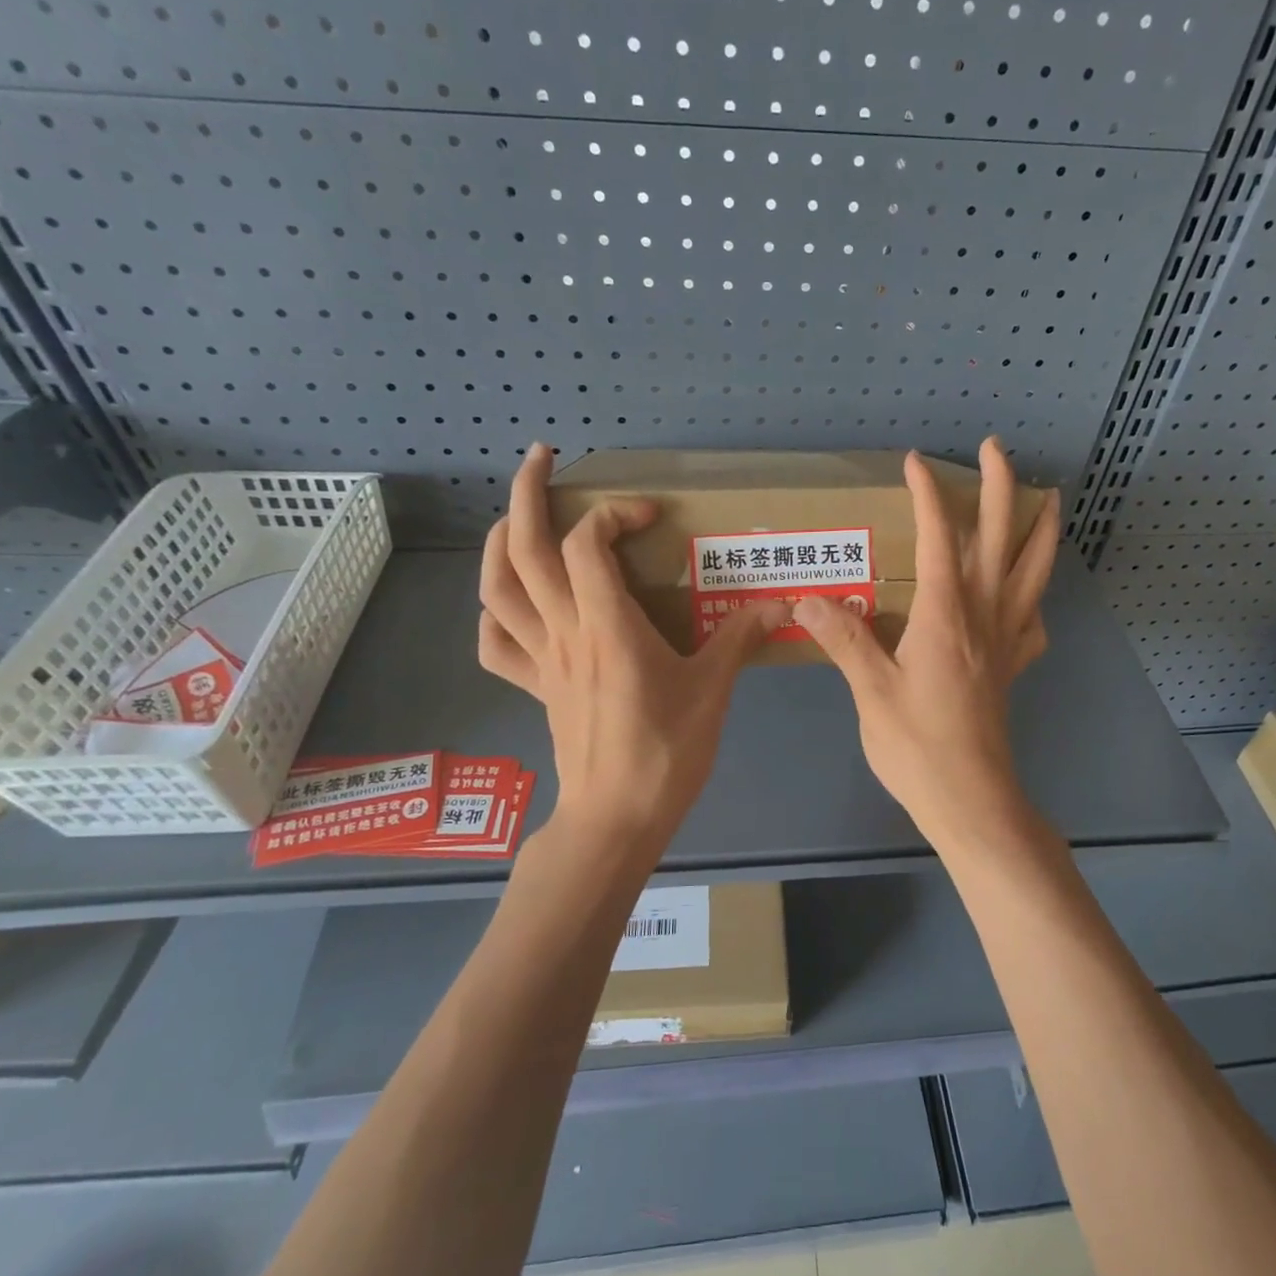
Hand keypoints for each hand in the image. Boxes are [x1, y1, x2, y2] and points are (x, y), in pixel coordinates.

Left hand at [477, 444, 789, 853]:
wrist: (616, 818)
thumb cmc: (666, 752)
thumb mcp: (713, 691)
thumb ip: (740, 639)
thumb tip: (781, 604)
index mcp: (607, 626)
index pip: (587, 543)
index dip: (613, 512)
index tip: (649, 515)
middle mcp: (564, 632)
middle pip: (522, 548)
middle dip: (526, 492)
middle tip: (542, 458)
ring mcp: (542, 659)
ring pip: (496, 588)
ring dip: (498, 540)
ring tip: (516, 515)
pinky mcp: (535, 685)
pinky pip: (496, 643)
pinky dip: (494, 613)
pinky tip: (514, 603)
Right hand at [795, 437, 1059, 852]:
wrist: (971, 800)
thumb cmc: (917, 747)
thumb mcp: (871, 692)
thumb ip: (844, 640)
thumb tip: (806, 600)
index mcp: (946, 616)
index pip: (939, 539)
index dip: (928, 496)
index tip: (916, 462)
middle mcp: (983, 617)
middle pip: (1000, 539)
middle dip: (1000, 488)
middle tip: (995, 449)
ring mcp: (1005, 642)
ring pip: (1033, 573)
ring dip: (1040, 531)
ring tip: (1050, 500)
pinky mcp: (1011, 668)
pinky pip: (1032, 621)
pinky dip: (1036, 597)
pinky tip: (1027, 598)